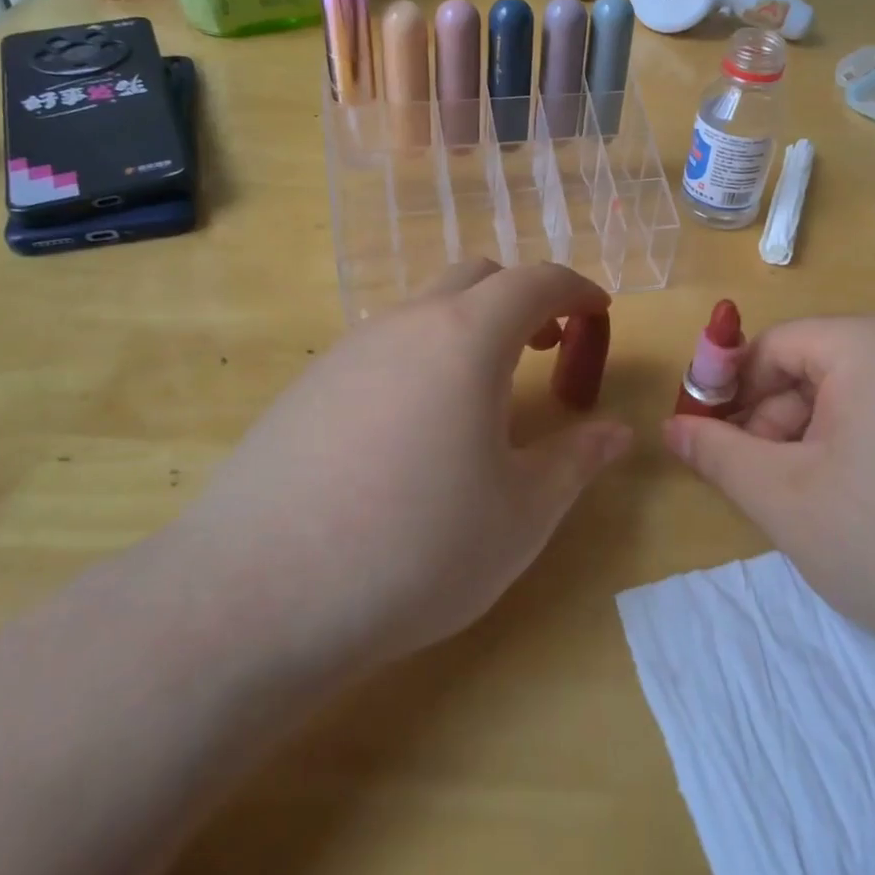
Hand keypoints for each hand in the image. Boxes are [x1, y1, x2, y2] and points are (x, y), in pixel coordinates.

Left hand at [175, 260, 631, 673]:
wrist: (257, 595)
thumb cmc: (416, 549)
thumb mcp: (520, 514)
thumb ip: (575, 461)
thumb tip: (617, 432)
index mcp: (466, 338)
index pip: (534, 282)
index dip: (576, 290)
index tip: (599, 313)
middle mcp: (405, 324)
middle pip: (476, 278)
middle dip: (523, 300)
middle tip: (548, 347)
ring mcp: (348, 350)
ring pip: (424, 310)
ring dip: (469, 329)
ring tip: (485, 393)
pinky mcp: (308, 385)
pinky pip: (383, 347)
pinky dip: (422, 357)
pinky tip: (416, 428)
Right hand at [663, 315, 874, 683]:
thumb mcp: (787, 500)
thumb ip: (718, 455)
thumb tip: (671, 428)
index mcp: (870, 344)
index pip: (770, 348)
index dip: (728, 393)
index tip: (707, 447)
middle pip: (808, 372)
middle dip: (771, 428)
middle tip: (760, 492)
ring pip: (845, 402)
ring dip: (809, 449)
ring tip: (808, 513)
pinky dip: (853, 457)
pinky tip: (856, 513)